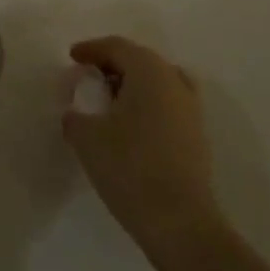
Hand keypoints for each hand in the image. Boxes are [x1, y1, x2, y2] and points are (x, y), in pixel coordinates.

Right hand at [62, 36, 219, 251]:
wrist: (180, 224)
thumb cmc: (129, 167)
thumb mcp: (86, 137)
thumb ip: (75, 116)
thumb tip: (76, 113)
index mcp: (149, 72)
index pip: (118, 47)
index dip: (92, 49)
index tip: (72, 57)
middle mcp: (175, 82)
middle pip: (140, 60)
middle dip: (112, 64)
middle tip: (88, 77)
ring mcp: (191, 110)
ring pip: (158, 82)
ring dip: (132, 85)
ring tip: (109, 101)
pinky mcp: (197, 137)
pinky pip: (167, 105)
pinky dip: (147, 104)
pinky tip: (130, 126)